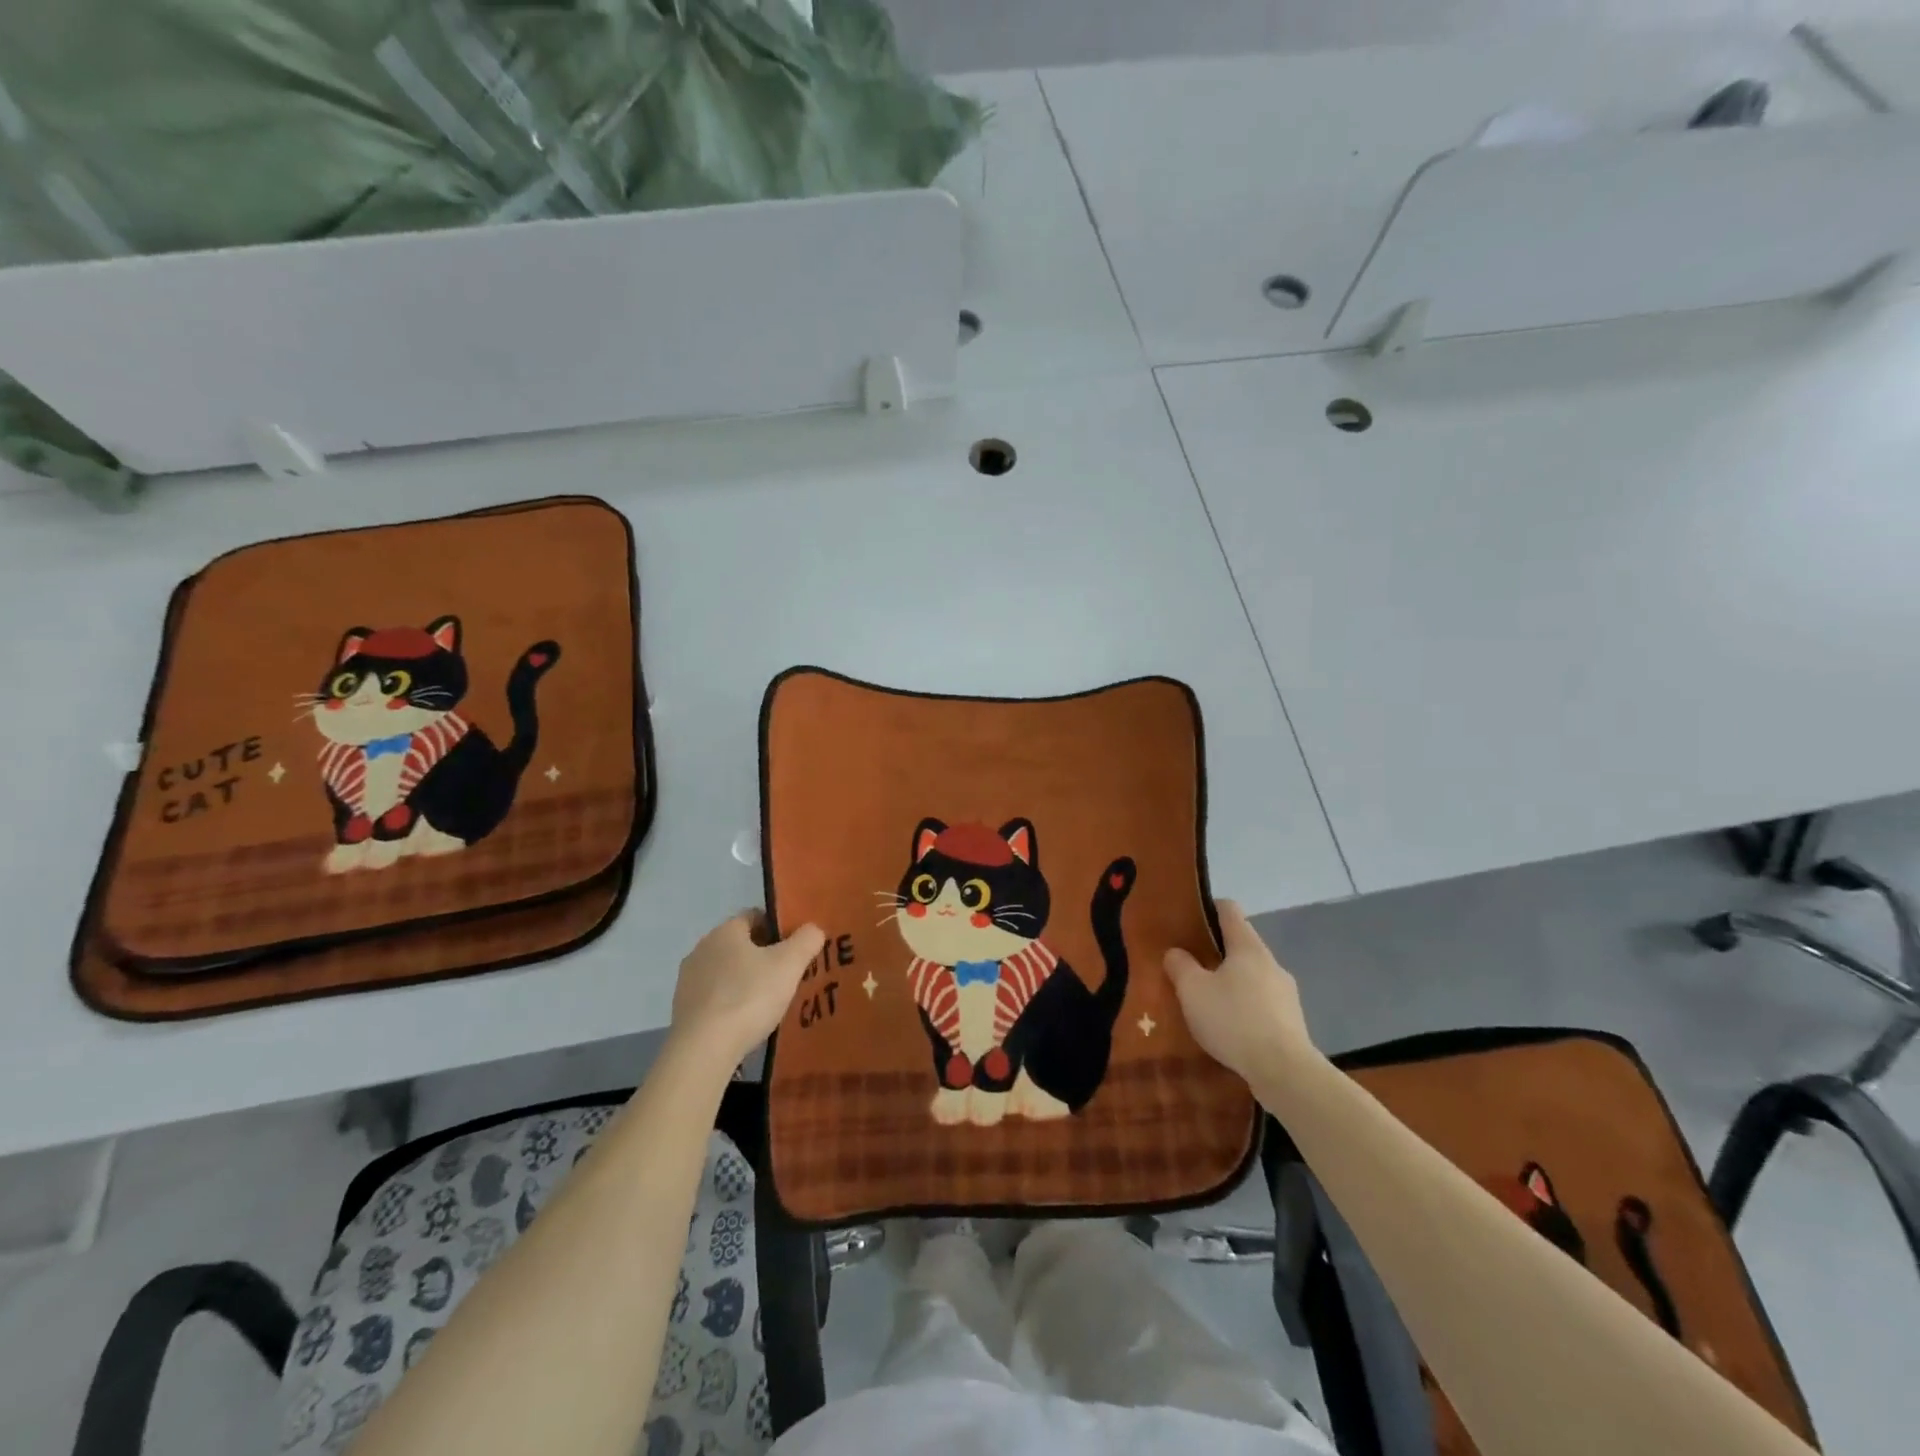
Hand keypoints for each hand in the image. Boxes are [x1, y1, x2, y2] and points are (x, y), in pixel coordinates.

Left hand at [670, 912, 824, 1063]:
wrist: (703, 1049)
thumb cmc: (749, 996)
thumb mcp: (789, 964)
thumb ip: (806, 940)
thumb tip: (812, 929)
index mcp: (725, 931)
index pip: (754, 916)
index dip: (777, 928)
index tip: (795, 949)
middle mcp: (701, 948)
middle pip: (739, 945)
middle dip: (763, 956)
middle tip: (786, 976)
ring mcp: (688, 980)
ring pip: (726, 972)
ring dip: (745, 981)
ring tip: (768, 1003)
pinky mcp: (682, 1009)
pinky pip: (714, 997)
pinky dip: (730, 1004)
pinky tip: (745, 1022)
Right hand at [1163, 901, 1318, 1081]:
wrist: (1284, 1071)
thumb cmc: (1233, 1020)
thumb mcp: (1193, 990)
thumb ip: (1180, 965)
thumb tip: (1176, 952)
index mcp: (1248, 947)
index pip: (1229, 910)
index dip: (1208, 908)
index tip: (1187, 919)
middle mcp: (1271, 962)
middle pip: (1240, 944)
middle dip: (1215, 951)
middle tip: (1189, 965)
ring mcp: (1286, 992)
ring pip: (1252, 975)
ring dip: (1230, 982)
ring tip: (1207, 1001)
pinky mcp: (1292, 1020)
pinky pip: (1261, 1002)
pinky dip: (1244, 1006)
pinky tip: (1229, 1027)